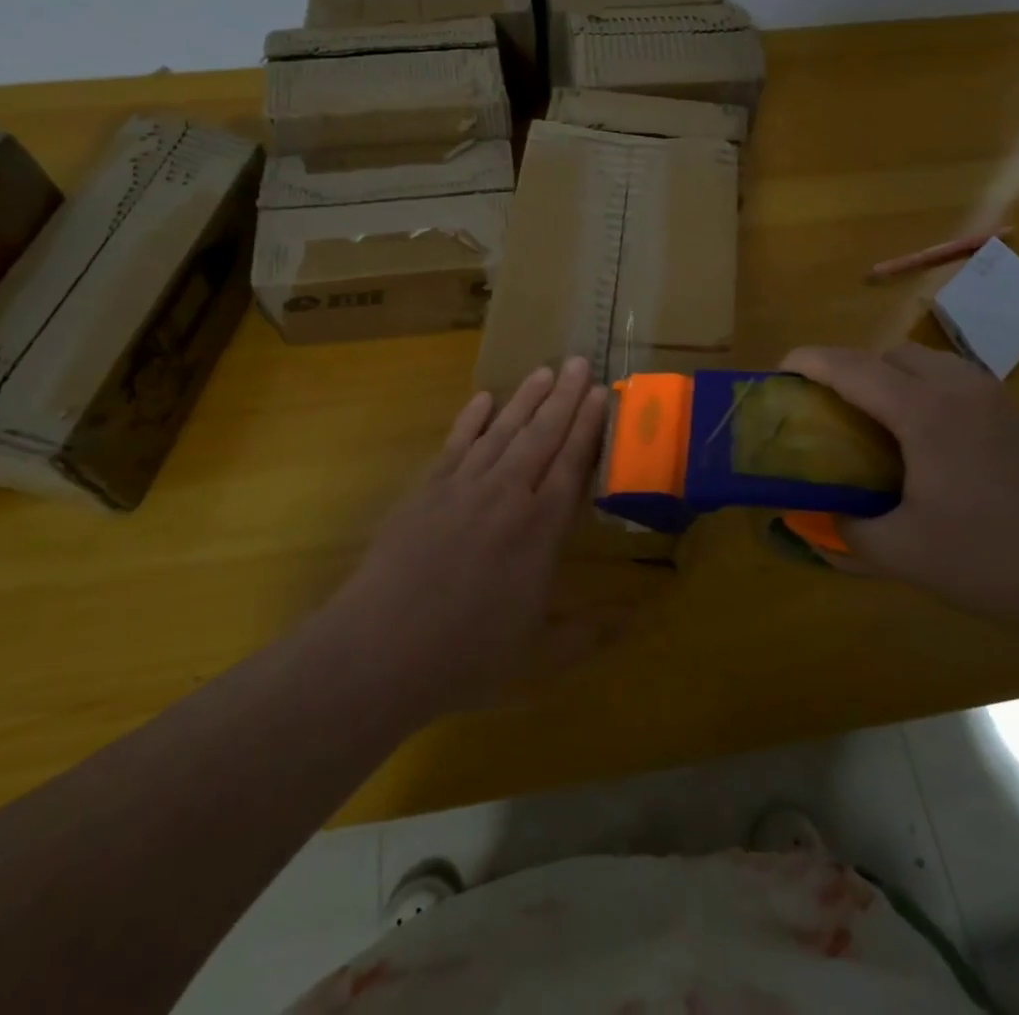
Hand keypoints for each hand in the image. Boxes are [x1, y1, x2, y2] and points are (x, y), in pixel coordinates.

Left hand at [328, 358, 609, 716]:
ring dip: (525, 398)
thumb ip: (590, 634)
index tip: (599, 393)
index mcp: (540, 529)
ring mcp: (463, 486)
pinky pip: (456, 442)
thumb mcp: (540, 657)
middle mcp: (506, 494)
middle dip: (563, 396)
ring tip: (544, 369)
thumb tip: (637, 618)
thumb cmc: (467, 655)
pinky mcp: (426, 489)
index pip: (571, 463)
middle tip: (578, 361)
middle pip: (541, 435)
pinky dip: (471, 418)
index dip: (587, 426)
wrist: (381, 648)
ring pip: (502, 430)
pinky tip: (483, 399)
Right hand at [781, 343, 1018, 636]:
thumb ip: (848, 531)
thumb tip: (821, 519)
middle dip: (853, 368)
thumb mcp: (903, 554)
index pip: (853, 369)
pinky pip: (961, 383)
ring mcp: (1000, 400)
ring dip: (894, 376)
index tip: (781, 370)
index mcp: (926, 413)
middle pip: (893, 354)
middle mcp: (962, 390)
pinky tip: (931, 440)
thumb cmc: (991, 562)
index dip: (811, 363)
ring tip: (879, 419)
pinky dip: (929, 391)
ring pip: (932, 362)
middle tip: (832, 406)